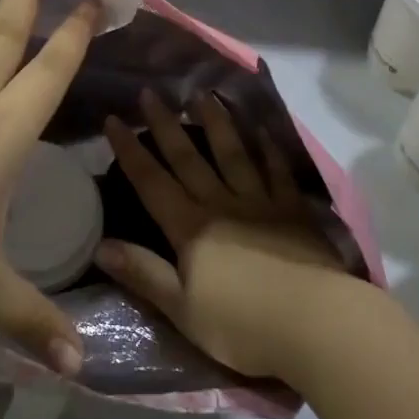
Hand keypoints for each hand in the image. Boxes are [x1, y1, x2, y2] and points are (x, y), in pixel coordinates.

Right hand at [98, 90, 355, 380]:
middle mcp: (222, 205)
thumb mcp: (182, 309)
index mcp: (191, 228)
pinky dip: (269, 150)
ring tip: (203, 95)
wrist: (318, 324)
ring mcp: (262, 204)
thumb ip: (143, 273)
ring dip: (217, 124)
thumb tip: (100, 244)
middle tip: (152, 93)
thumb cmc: (243, 325)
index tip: (114, 119)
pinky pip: (278, 172)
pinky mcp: (295, 212)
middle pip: (189, 159)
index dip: (131, 151)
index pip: (152, 182)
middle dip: (166, 126)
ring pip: (234, 154)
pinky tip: (263, 130)